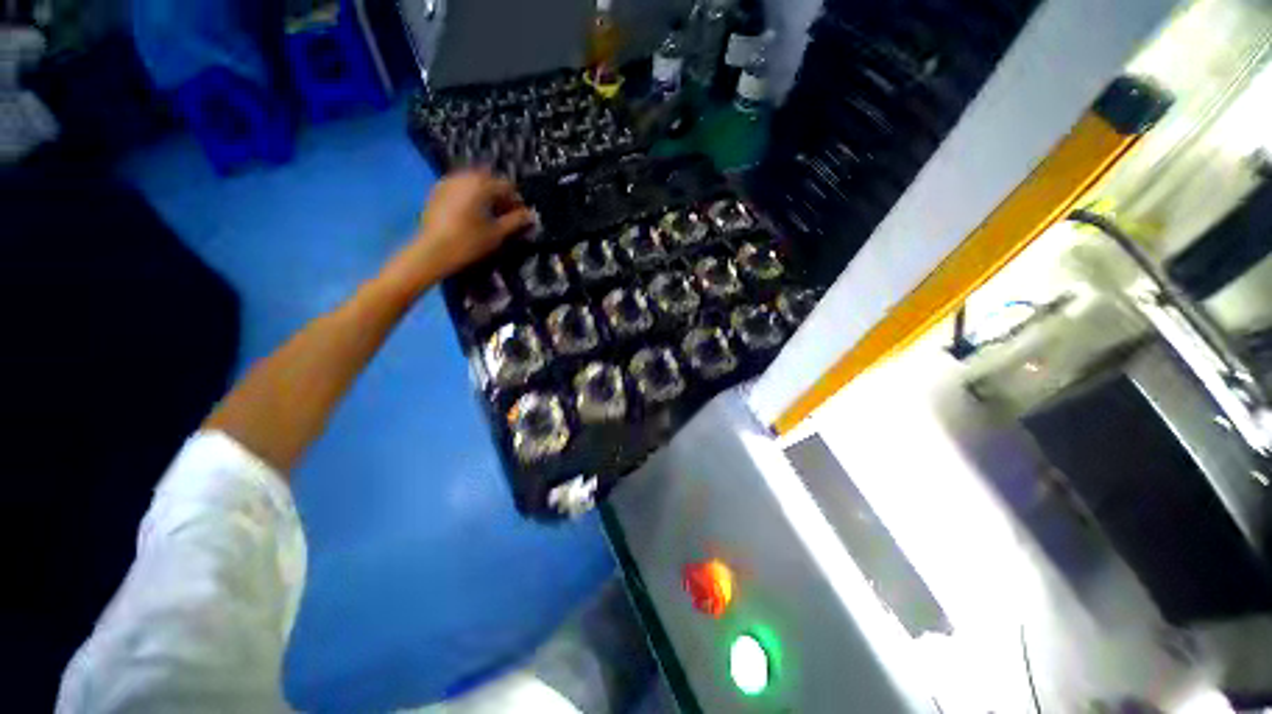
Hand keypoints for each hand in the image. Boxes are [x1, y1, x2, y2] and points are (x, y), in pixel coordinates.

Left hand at [383, 169, 535, 293]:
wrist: (432, 251)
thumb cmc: (469, 242)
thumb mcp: (497, 233)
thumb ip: (516, 221)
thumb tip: (531, 215)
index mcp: (481, 184)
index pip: (507, 186)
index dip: (517, 201)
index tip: (521, 217)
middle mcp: (464, 176)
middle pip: (490, 180)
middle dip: (500, 196)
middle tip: (506, 215)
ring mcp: (448, 182)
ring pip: (474, 183)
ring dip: (485, 195)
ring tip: (489, 216)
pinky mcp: (437, 191)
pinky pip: (460, 188)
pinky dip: (470, 196)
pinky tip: (472, 215)